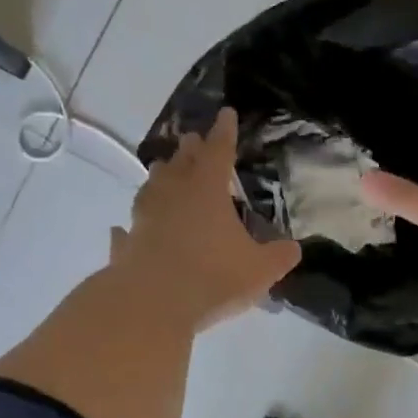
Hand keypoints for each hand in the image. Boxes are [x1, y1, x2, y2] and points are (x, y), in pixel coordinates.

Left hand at [109, 108, 301, 330]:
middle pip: (180, 163)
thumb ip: (280, 256)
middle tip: (192, 140)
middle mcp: (172, 195)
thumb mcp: (260, 270)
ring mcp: (144, 219)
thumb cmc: (213, 277)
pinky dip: (127, 229)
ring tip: (162, 172)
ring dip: (158, 179)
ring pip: (150, 189)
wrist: (153, 303)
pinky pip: (127, 232)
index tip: (225, 114)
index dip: (224, 132)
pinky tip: (122, 229)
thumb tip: (294, 249)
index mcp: (207, 190)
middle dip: (189, 150)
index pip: (219, 151)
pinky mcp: (126, 246)